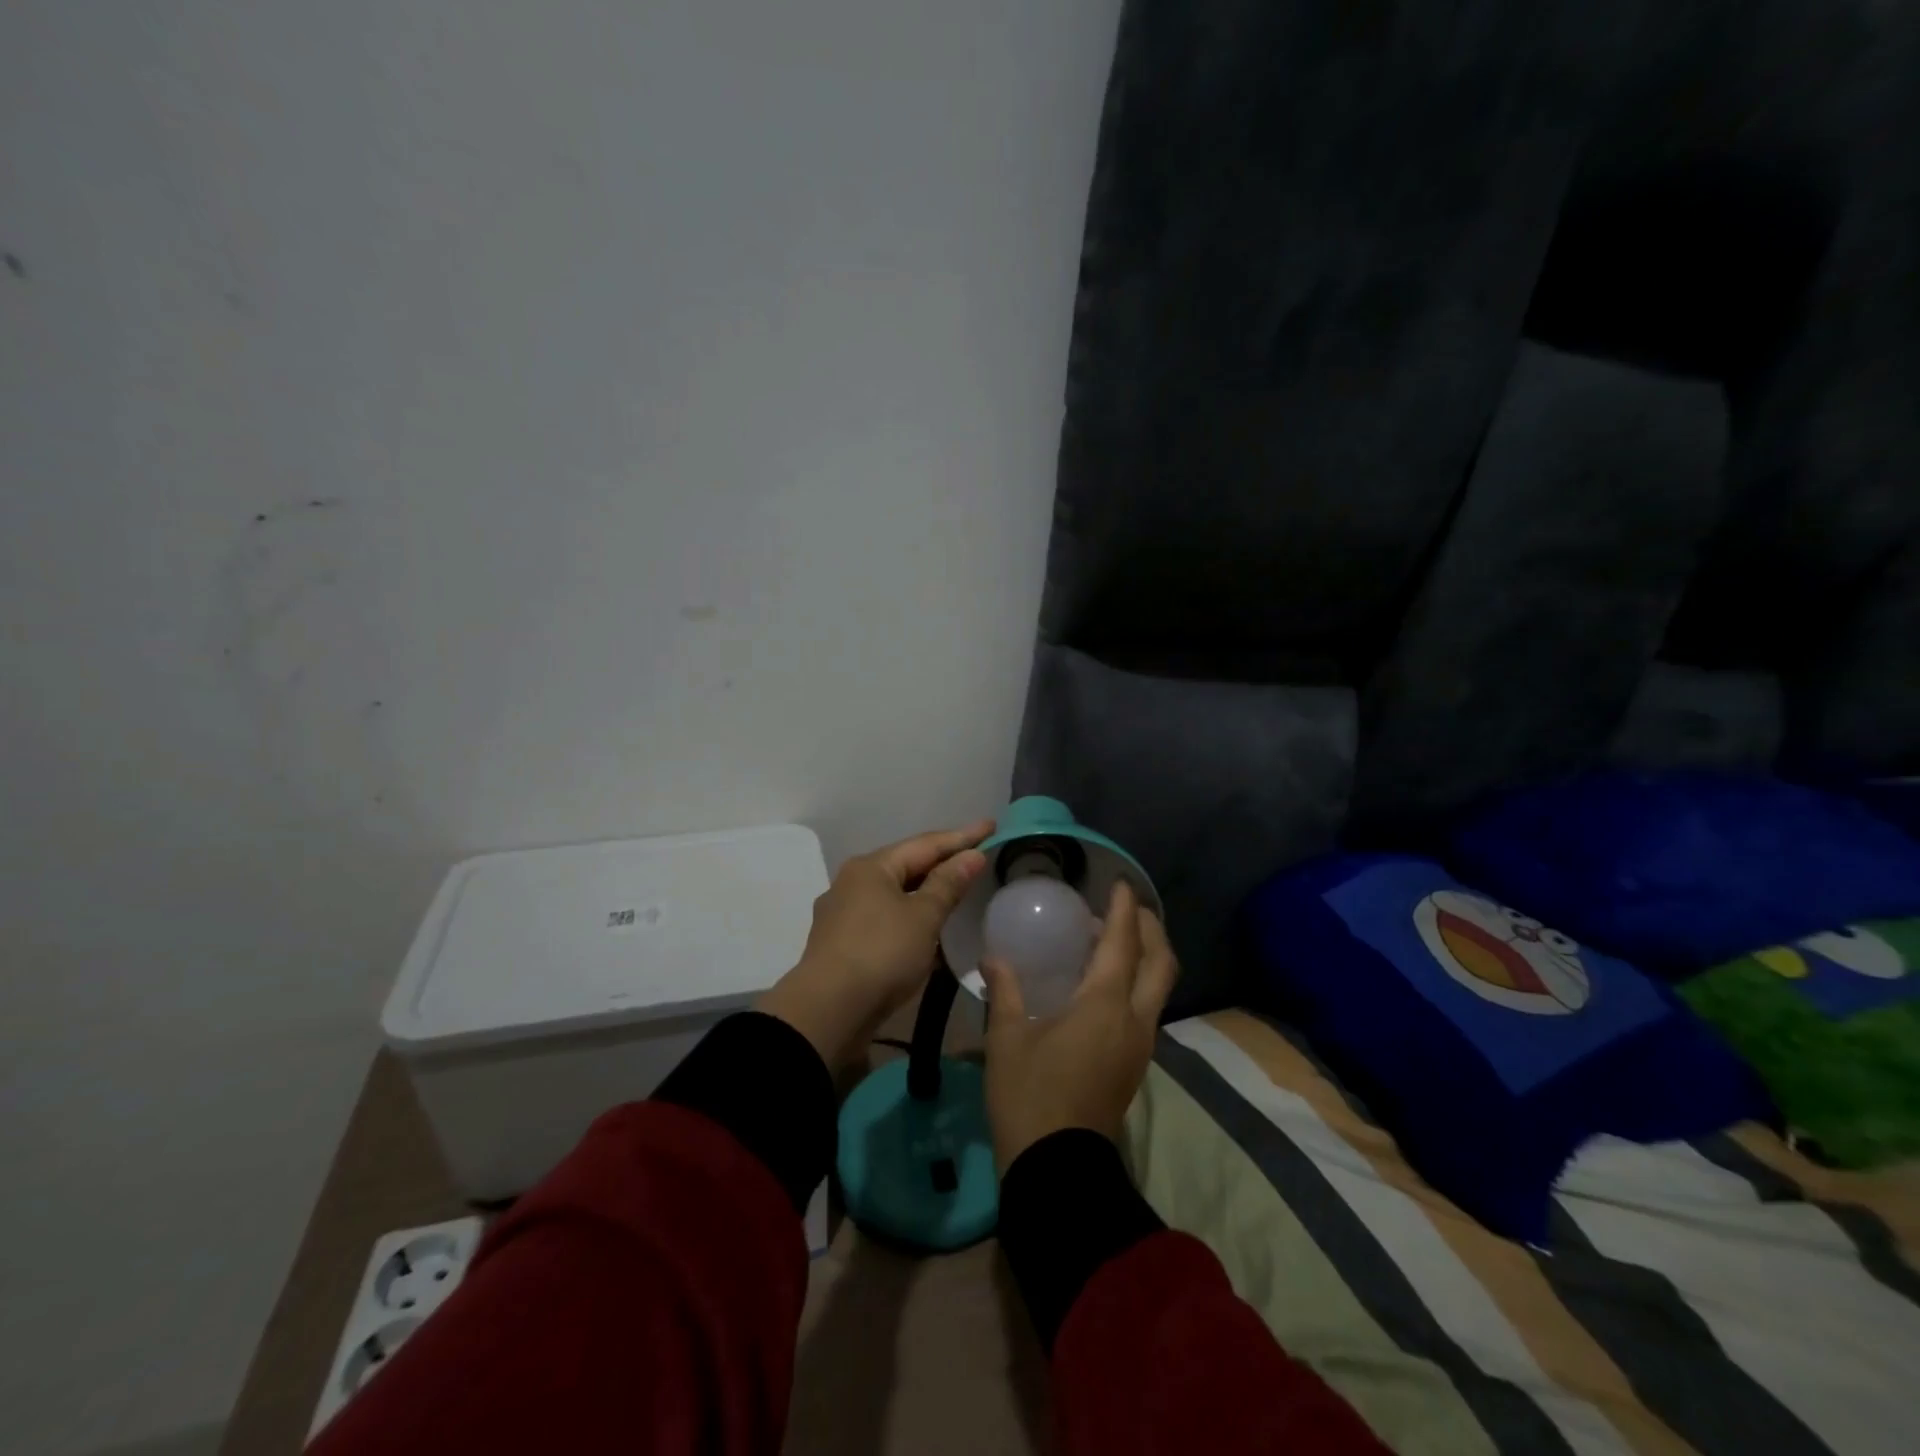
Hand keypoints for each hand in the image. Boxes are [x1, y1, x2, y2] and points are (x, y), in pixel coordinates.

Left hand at [757, 820, 992, 1072]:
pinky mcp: (842, 943)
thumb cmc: (881, 954)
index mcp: (871, 867)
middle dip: (941, 861)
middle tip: (976, 856)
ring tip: (955, 889)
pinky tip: (926, 929)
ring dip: (925, 892)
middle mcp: (852, 882)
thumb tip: (971, 855)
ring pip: (894, 894)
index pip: (925, 844)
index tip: (991, 825)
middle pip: (906, 865)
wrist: (828, 1011)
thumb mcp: (923, 917)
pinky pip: (885, 919)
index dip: (962, 836)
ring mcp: (843, 913)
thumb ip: (948, 884)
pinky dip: (909, 918)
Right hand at [982, 881, 1179, 1170]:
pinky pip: (1148, 1005)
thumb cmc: (1029, 1095)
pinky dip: (1137, 980)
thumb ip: (1005, 990)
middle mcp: (1135, 1018)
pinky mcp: (1136, 1062)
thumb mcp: (1008, 1038)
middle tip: (1125, 907)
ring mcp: (1141, 1043)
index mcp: (1106, 1004)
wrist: (1057, 1168)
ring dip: (1146, 954)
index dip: (1124, 909)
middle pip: (1161, 962)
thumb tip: (994, 958)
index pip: (1124, 943)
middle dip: (1150, 928)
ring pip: (1160, 985)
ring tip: (1112, 938)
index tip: (1119, 883)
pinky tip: (1103, 981)